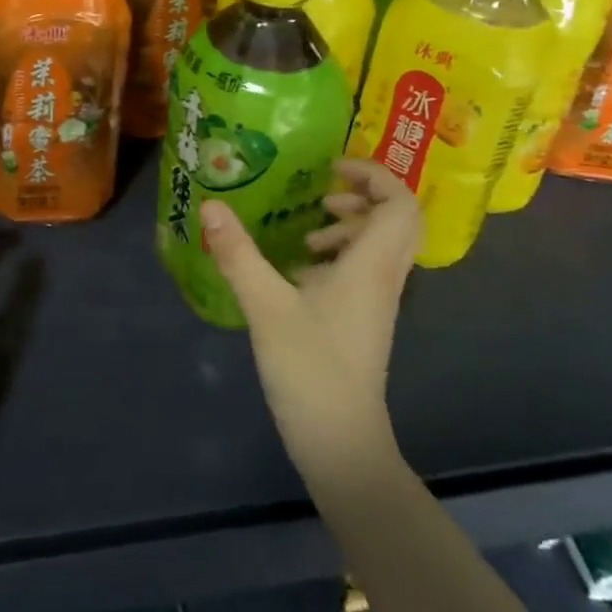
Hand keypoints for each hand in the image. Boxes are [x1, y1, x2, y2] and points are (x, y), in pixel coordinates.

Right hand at [201, 158, 420, 489]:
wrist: (341, 442)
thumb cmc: (310, 370)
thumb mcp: (266, 306)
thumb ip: (239, 254)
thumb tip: (211, 206)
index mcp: (371, 266)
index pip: (400, 204)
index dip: (374, 175)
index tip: (332, 169)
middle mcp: (384, 277)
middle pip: (399, 220)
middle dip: (365, 195)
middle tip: (324, 193)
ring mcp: (378, 301)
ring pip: (383, 245)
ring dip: (351, 226)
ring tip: (308, 232)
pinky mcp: (365, 320)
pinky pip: (366, 269)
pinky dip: (341, 255)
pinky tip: (300, 271)